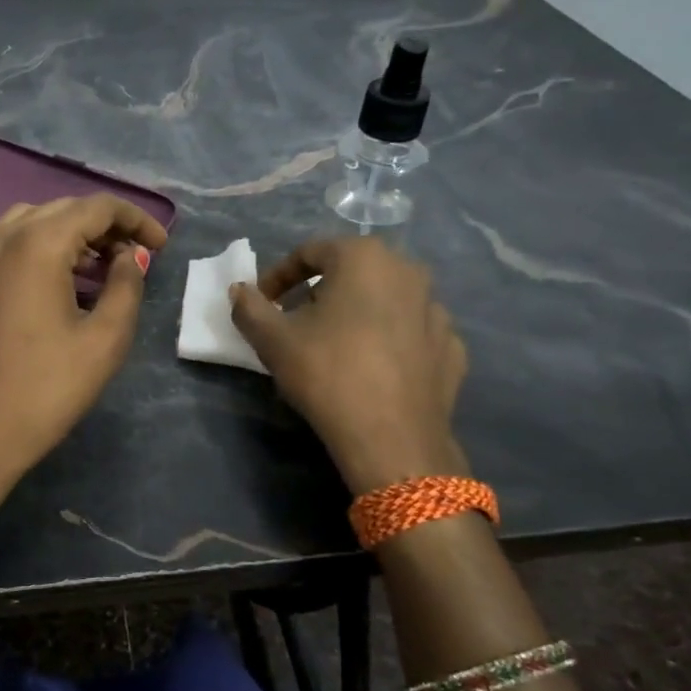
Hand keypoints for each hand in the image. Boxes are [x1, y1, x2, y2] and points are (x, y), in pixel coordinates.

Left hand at [0, 196, 167, 490]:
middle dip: (106, 226)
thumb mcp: (103, 341)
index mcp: (38, 243)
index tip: (161, 246)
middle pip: (64, 209)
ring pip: (35, 222)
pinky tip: (63, 282)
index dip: (136, 219)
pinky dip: (44, 248)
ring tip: (102, 267)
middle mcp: (3, 237)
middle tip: (137, 257)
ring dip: (73, 235)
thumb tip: (130, 257)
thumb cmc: (43, 391)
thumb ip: (126, 286)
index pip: (97, 207)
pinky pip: (13, 245)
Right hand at [229, 237, 468, 493]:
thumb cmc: (327, 373)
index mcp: (364, 257)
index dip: (279, 276)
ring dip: (358, 313)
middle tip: (297, 321)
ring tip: (336, 346)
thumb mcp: (272, 339)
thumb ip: (249, 307)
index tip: (263, 303)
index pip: (310, 252)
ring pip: (385, 300)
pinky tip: (373, 366)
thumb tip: (239, 291)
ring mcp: (436, 310)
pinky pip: (411, 332)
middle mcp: (408, 271)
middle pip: (352, 272)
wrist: (391, 438)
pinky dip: (390, 341)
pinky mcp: (451, 348)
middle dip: (320, 292)